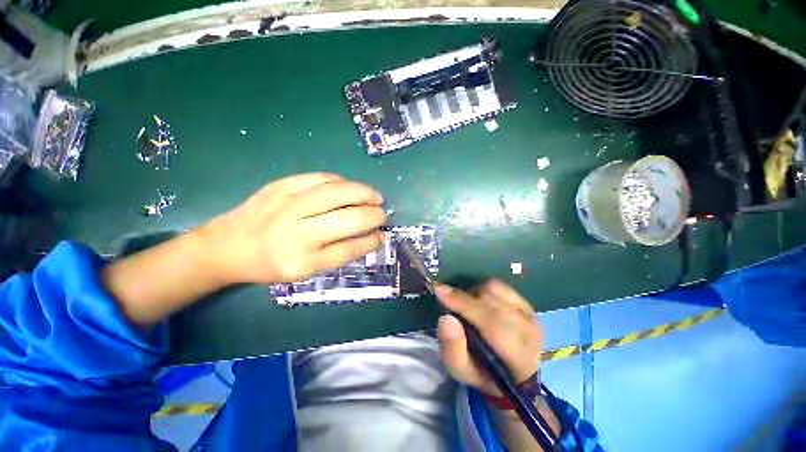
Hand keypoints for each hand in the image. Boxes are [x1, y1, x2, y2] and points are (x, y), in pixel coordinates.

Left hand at [199, 173, 385, 284]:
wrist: (226, 245)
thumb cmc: (269, 264)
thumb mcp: (303, 271)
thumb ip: (337, 254)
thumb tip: (369, 236)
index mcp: (300, 262)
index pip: (348, 249)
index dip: (370, 241)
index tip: (381, 235)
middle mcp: (295, 233)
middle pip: (347, 219)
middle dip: (373, 215)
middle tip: (382, 214)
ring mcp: (287, 205)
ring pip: (338, 192)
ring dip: (364, 193)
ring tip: (375, 197)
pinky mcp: (280, 186)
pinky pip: (320, 178)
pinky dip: (342, 182)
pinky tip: (350, 187)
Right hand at [435, 281, 541, 395]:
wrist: (514, 373)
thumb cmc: (485, 374)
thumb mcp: (463, 372)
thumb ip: (453, 350)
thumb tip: (446, 318)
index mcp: (518, 356)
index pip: (491, 322)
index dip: (463, 303)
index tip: (439, 291)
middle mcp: (528, 330)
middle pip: (491, 301)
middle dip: (464, 299)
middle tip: (449, 304)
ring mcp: (529, 313)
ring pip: (493, 289)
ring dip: (473, 294)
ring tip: (467, 307)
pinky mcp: (525, 303)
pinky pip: (498, 285)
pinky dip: (482, 289)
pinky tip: (479, 302)